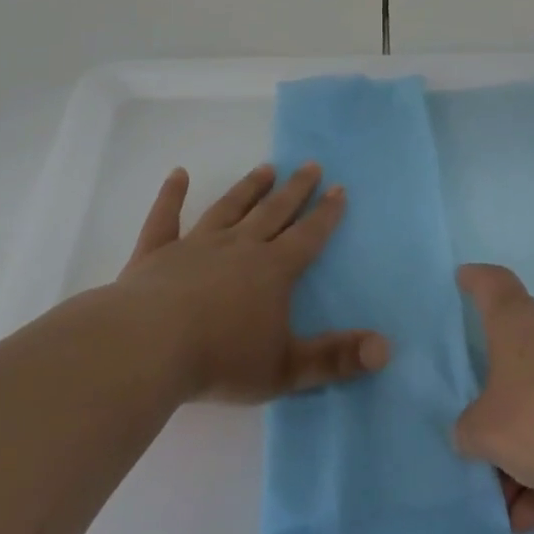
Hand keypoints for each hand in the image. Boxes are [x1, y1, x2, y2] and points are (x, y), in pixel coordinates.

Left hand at [114, 163, 391, 403]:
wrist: (148, 347)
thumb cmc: (221, 359)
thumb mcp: (286, 368)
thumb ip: (337, 358)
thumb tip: (386, 349)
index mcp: (272, 270)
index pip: (307, 236)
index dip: (326, 214)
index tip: (339, 188)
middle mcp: (239, 247)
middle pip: (273, 212)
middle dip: (295, 190)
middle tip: (310, 164)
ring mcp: (196, 245)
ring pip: (229, 208)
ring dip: (248, 188)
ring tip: (265, 168)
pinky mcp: (157, 253)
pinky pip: (165, 218)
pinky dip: (171, 196)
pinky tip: (177, 174)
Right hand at [453, 264, 533, 532]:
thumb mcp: (488, 432)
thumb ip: (470, 430)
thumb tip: (474, 431)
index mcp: (518, 322)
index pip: (494, 285)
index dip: (476, 281)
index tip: (464, 278)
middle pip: (518, 358)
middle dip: (499, 404)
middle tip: (481, 447)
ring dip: (526, 452)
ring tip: (514, 509)